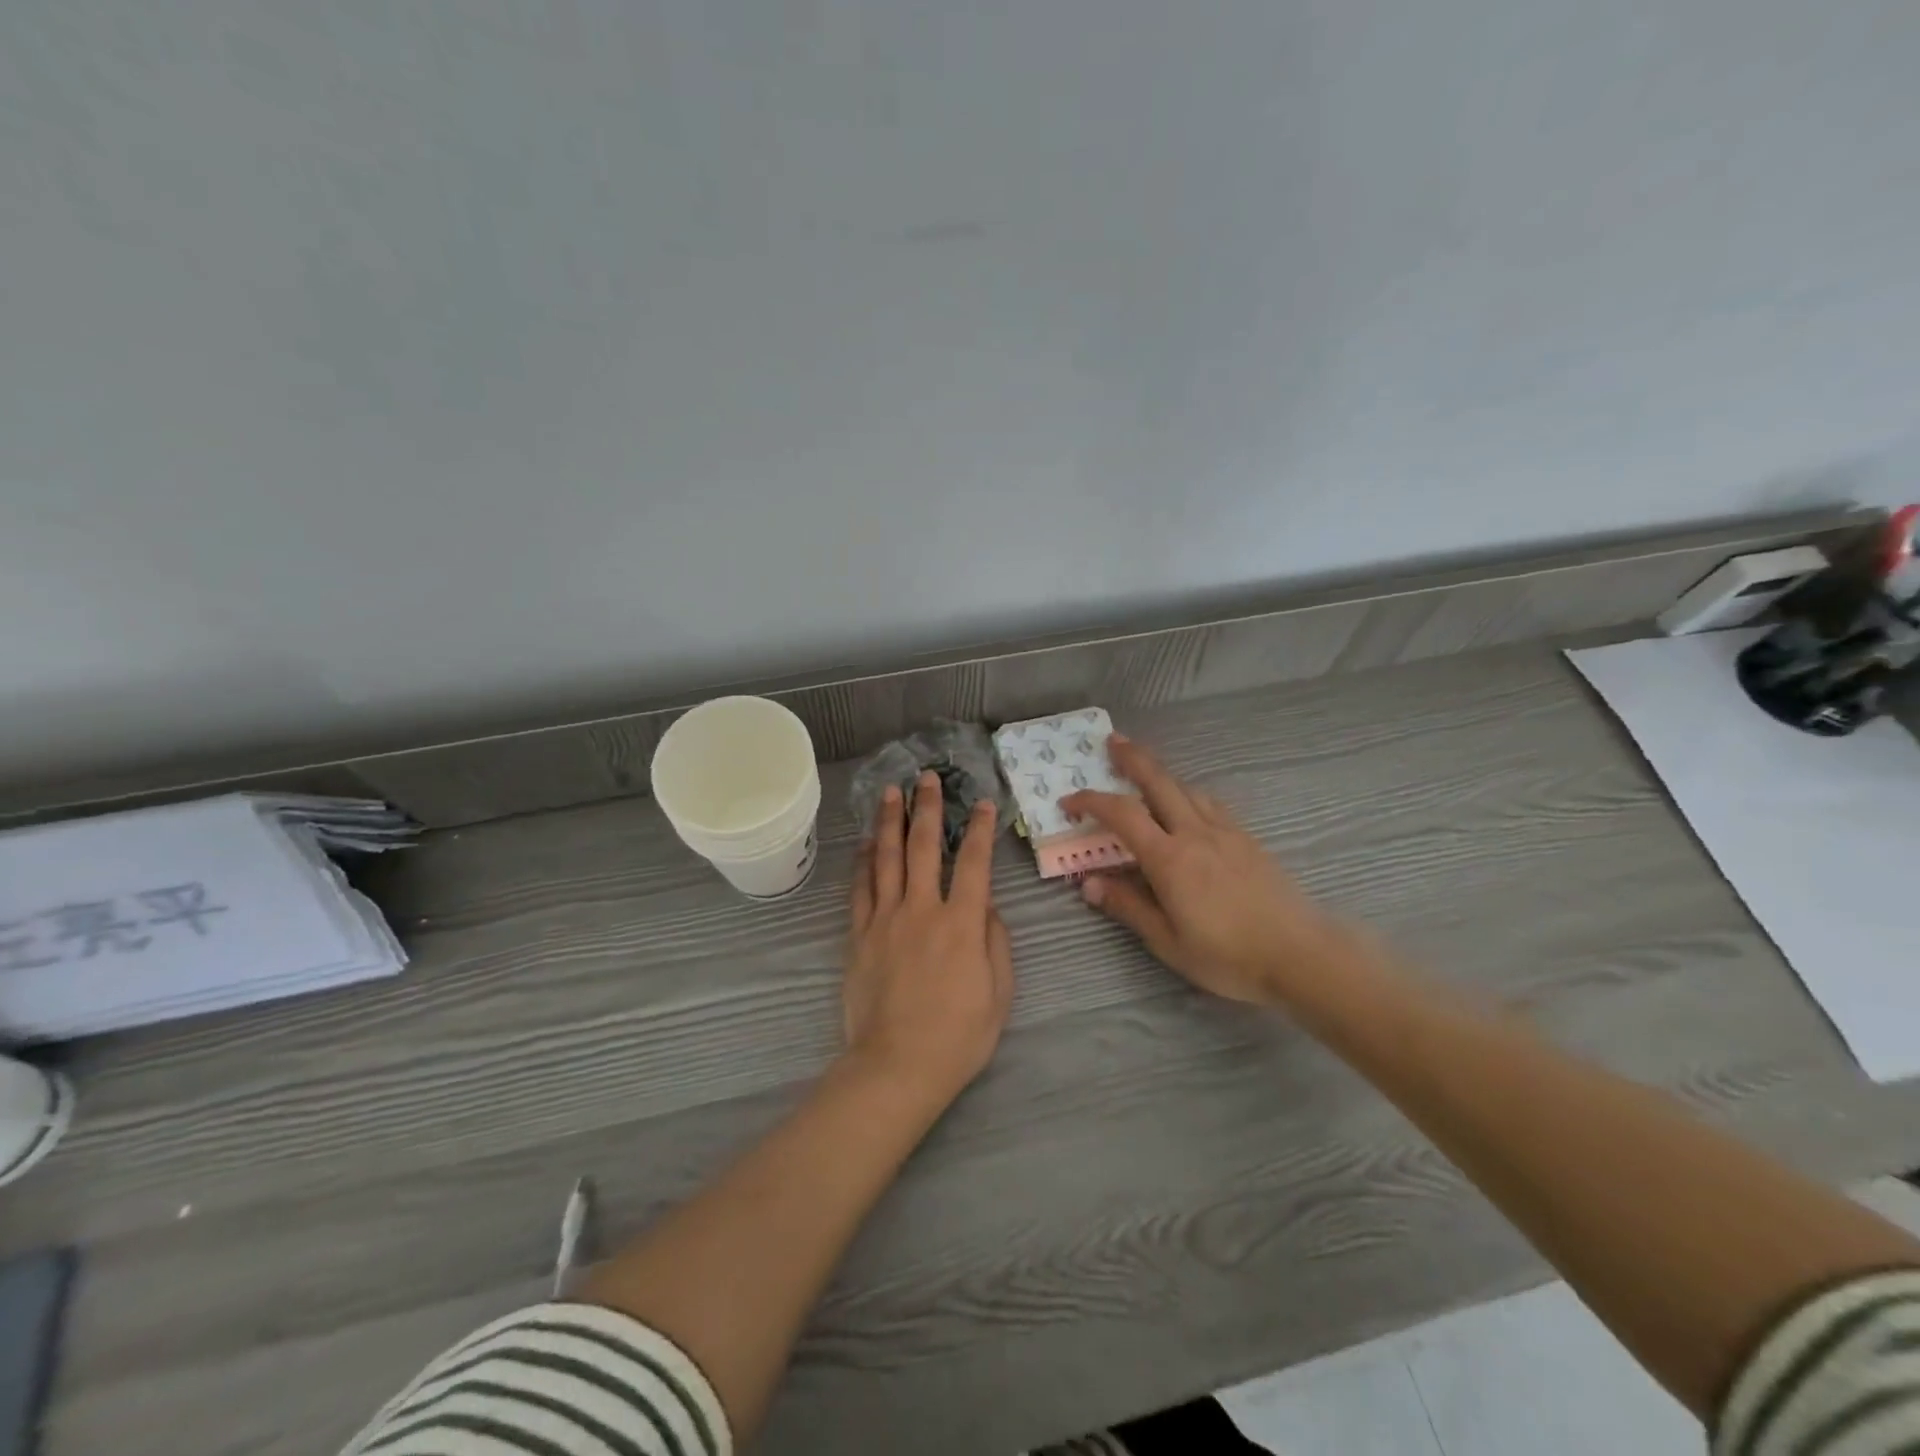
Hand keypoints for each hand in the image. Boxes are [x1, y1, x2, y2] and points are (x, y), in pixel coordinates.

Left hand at [844, 772, 1013, 1103]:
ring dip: (889, 822)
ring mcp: (885, 920)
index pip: (973, 863)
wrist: (897, 1067)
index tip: (982, 804)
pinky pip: (860, 890)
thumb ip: (995, 941)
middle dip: (927, 808)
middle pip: (922, 847)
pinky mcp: (859, 936)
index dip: (979, 829)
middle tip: (926, 778)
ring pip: (885, 859)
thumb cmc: (958, 1036)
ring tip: (891, 793)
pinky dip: (862, 862)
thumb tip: (985, 904)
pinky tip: (864, 843)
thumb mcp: (999, 992)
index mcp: (961, 923)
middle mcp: (922, 910)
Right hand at [1061, 735, 1359, 1005]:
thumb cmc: (1228, 956)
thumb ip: (1128, 907)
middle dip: (1132, 758)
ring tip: (1146, 772)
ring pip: (1187, 788)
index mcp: (1169, 858)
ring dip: (1162, 774)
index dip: (1091, 801)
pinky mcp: (1248, 840)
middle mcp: (1195, 833)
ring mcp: (1226, 832)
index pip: (1121, 815)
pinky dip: (1189, 794)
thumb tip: (1089, 883)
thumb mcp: (1168, 941)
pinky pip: (1211, 804)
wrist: (1301, 956)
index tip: (1069, 801)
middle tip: (1113, 741)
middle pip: (1159, 781)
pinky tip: (1190, 805)